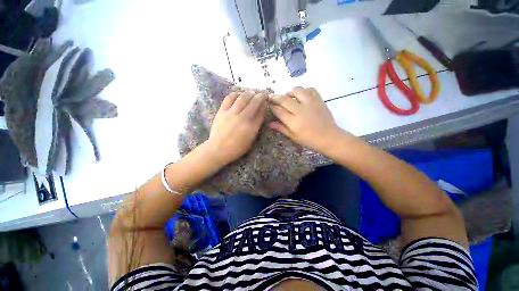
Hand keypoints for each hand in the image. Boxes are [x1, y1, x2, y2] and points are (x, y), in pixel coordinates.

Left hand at [206, 91, 266, 164]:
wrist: (218, 149)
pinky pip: (229, 98)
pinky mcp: (222, 111)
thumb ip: (256, 126)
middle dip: (260, 96)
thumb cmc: (237, 147)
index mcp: (252, 127)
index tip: (266, 101)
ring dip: (249, 93)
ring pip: (243, 98)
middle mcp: (243, 118)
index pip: (261, 112)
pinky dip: (235, 94)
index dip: (264, 105)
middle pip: (254, 102)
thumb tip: (260, 112)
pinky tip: (239, 94)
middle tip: (262, 94)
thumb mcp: (251, 139)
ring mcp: (232, 113)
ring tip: (252, 92)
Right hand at [268, 87, 344, 153]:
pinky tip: (302, 95)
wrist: (328, 137)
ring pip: (297, 91)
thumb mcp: (293, 136)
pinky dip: (304, 90)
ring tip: (287, 95)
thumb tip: (269, 123)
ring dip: (289, 92)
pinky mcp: (319, 100)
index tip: (268, 104)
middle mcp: (300, 110)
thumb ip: (281, 128)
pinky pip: (310, 89)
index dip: (271, 106)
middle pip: (284, 99)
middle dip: (275, 97)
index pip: (278, 110)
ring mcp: (310, 103)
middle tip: (271, 96)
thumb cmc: (309, 139)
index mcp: (293, 122)